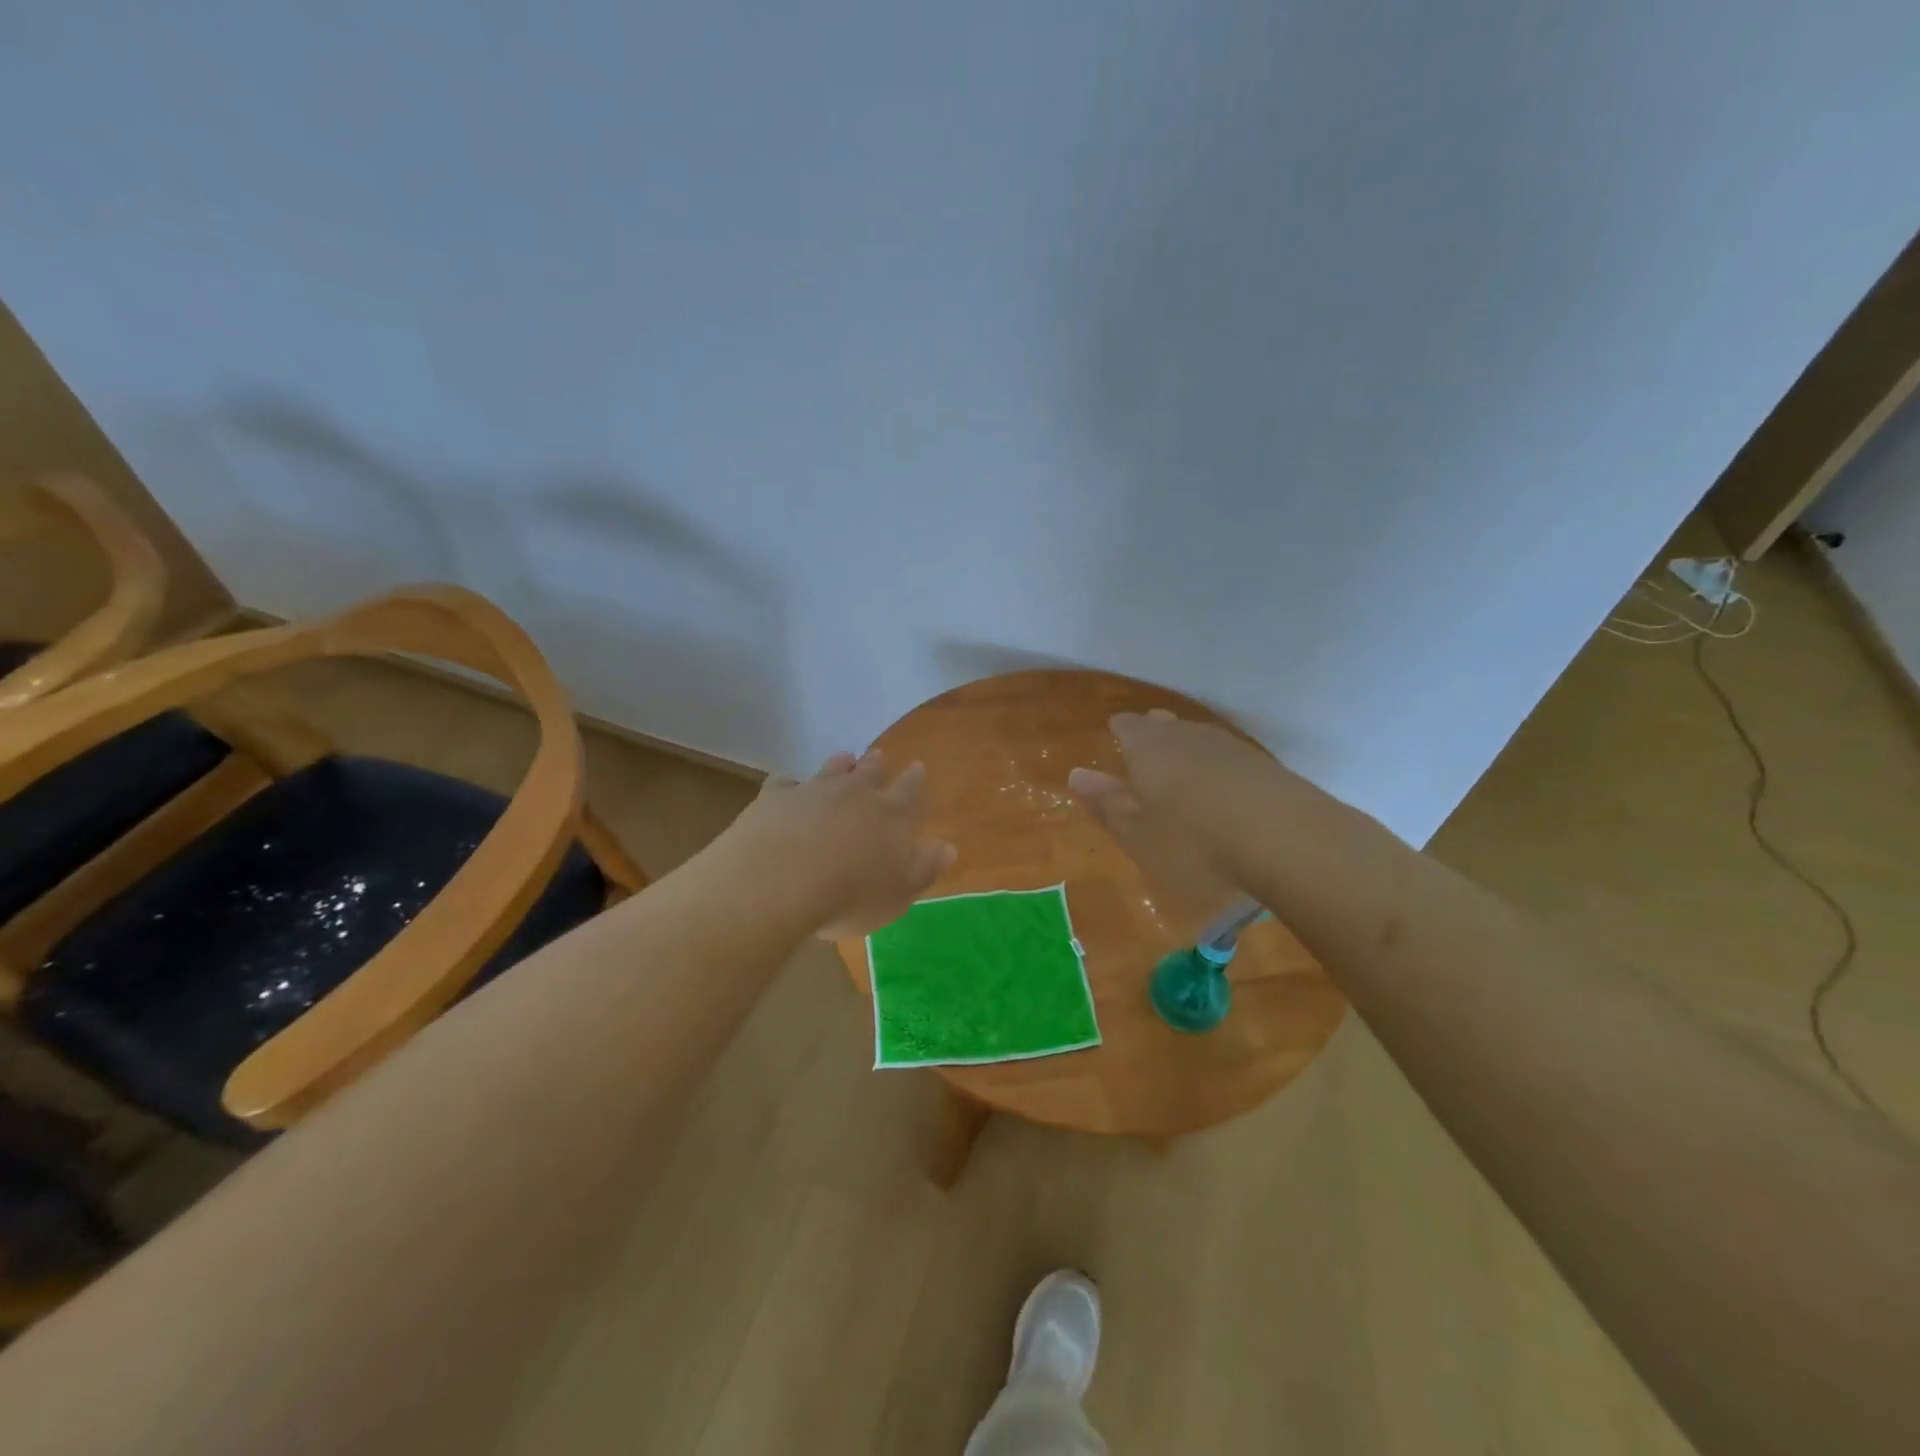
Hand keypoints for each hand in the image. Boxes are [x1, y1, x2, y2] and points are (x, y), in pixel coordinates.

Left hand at [714, 750, 955, 938]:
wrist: (779, 883)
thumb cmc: (850, 896)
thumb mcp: (899, 893)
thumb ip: (924, 868)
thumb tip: (948, 847)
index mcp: (891, 815)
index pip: (910, 790)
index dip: (915, 779)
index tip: (917, 767)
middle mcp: (855, 793)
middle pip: (870, 772)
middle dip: (877, 765)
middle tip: (879, 756)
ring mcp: (813, 790)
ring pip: (832, 769)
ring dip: (840, 764)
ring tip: (844, 759)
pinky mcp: (776, 796)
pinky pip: (785, 782)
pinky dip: (790, 783)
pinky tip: (788, 786)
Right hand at [1067, 709, 1287, 911]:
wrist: (1289, 842)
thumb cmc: (1195, 843)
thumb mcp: (1139, 835)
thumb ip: (1108, 804)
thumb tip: (1078, 774)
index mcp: (1150, 748)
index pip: (1129, 726)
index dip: (1121, 729)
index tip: (1115, 732)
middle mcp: (1188, 737)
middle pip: (1166, 726)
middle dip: (1154, 735)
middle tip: (1146, 745)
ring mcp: (1231, 748)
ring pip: (1200, 739)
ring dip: (1187, 749)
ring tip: (1181, 764)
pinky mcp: (1265, 767)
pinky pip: (1229, 758)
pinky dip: (1218, 767)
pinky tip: (1222, 786)